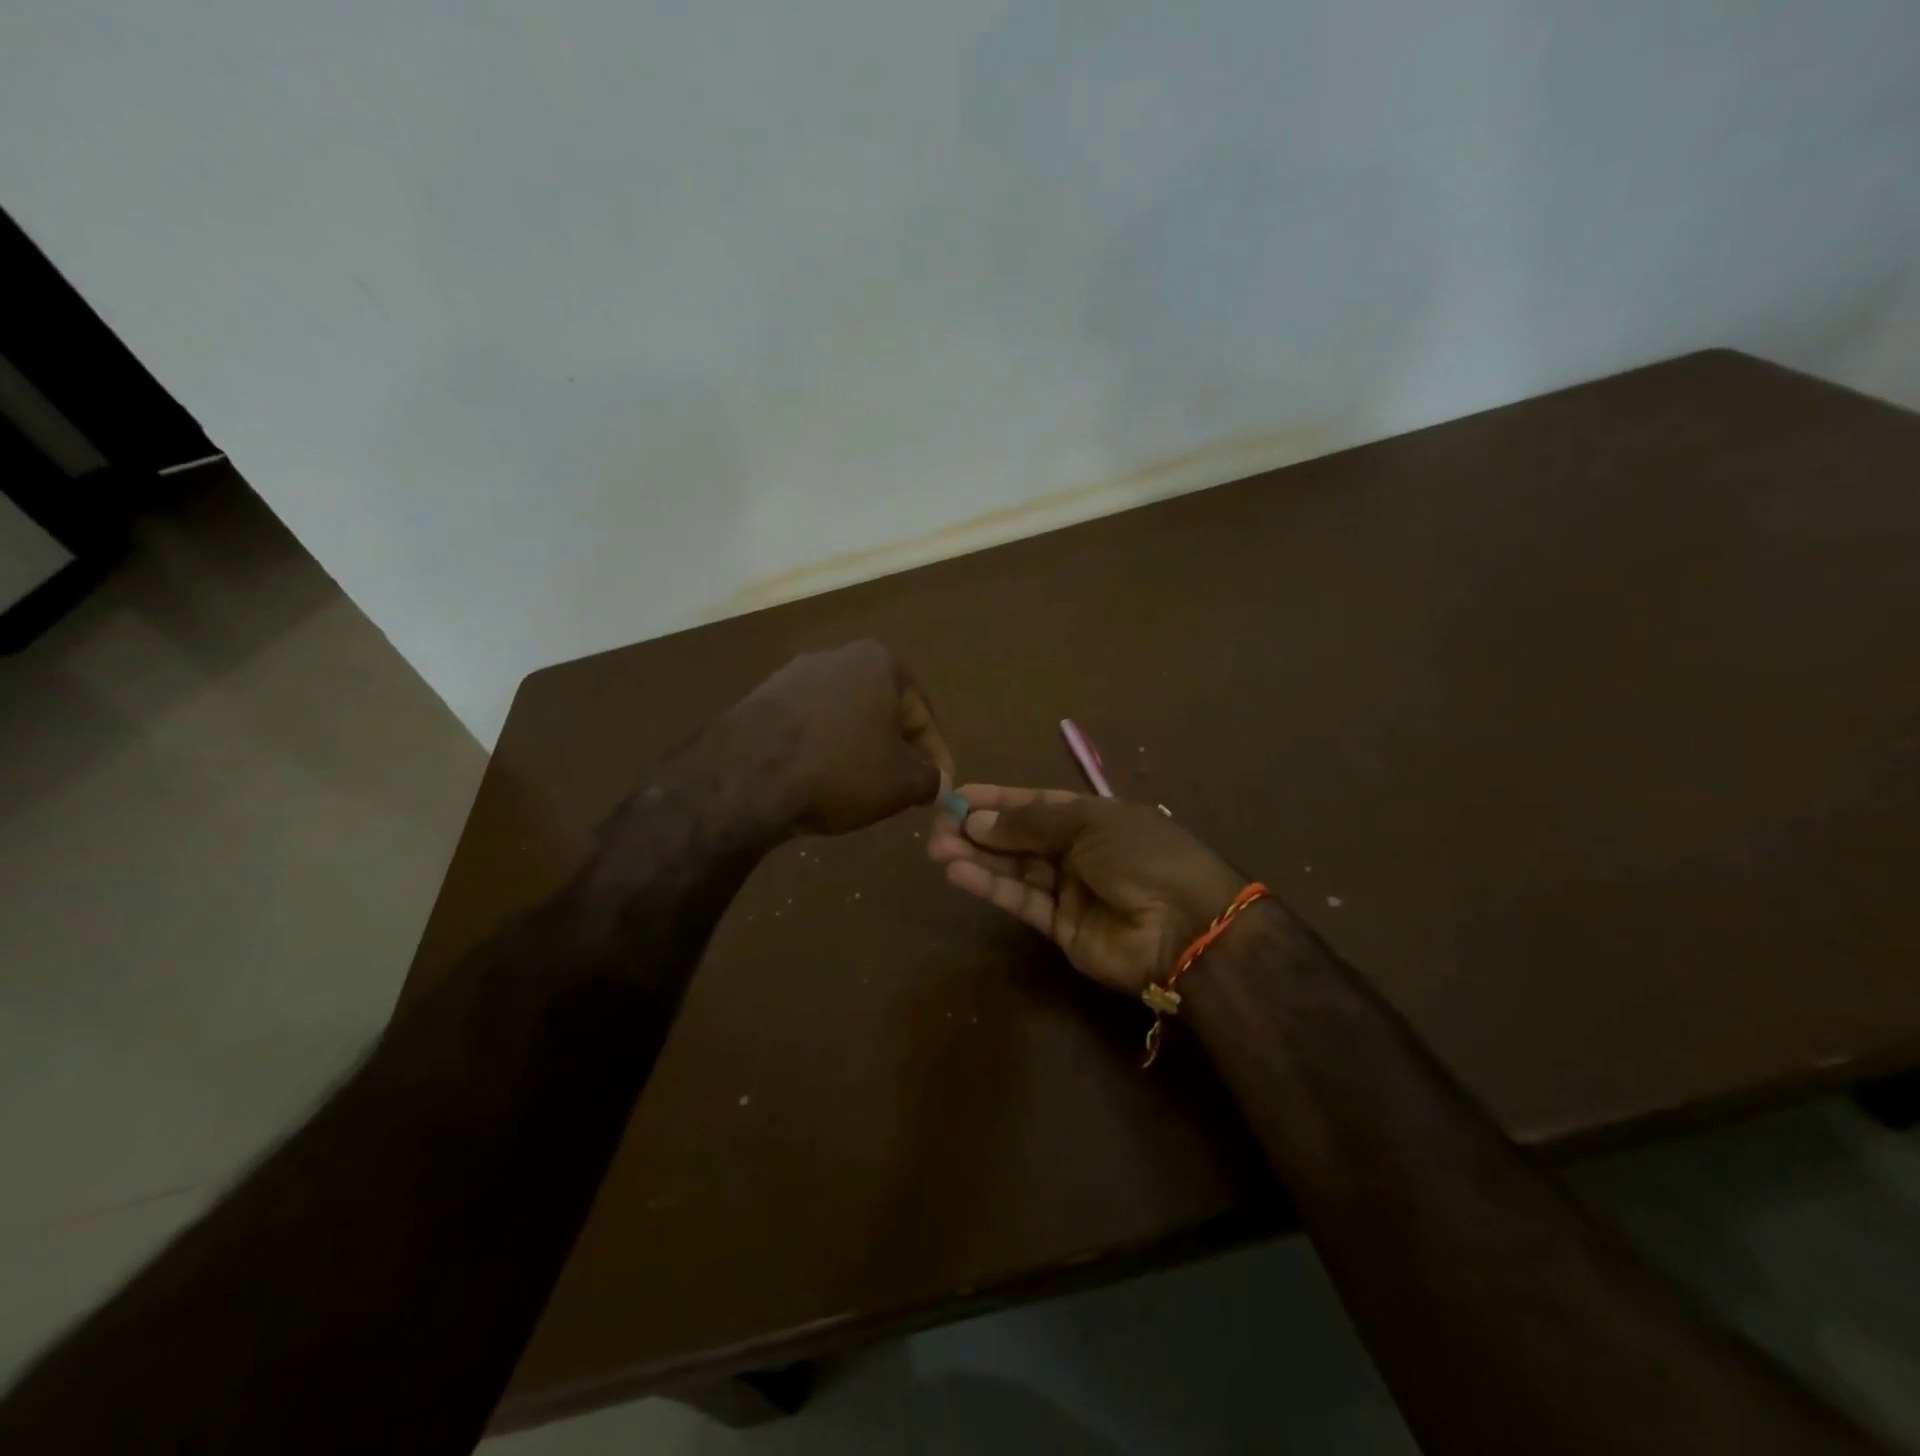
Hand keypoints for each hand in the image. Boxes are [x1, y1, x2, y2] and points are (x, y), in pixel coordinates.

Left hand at [712, 640, 953, 836]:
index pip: (921, 714)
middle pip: (881, 710)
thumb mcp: (902, 783)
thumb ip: (930, 779)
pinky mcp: (759, 699)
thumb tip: (937, 783)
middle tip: (902, 787)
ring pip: (843, 717)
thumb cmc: (839, 769)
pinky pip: (806, 727)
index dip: (936, 755)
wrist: (745, 777)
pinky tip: (818, 780)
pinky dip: (820, 750)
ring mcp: (792, 675)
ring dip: (857, 749)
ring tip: (859, 788)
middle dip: (895, 749)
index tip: (939, 786)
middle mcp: (836, 656)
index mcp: (879, 662)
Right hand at [928, 785, 1247, 994]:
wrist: (1185, 925)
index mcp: (1093, 817)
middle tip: (936, 826)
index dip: (997, 799)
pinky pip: (1020, 901)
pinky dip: (989, 886)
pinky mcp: (1060, 928)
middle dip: (979, 829)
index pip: (1036, 803)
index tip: (958, 795)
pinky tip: (957, 872)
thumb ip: (1028, 823)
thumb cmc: (1141, 854)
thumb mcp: (1087, 823)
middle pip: (1020, 837)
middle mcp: (1079, 851)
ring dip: (976, 857)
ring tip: (936, 848)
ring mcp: (1070, 890)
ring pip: (1015, 869)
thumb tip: (976, 819)